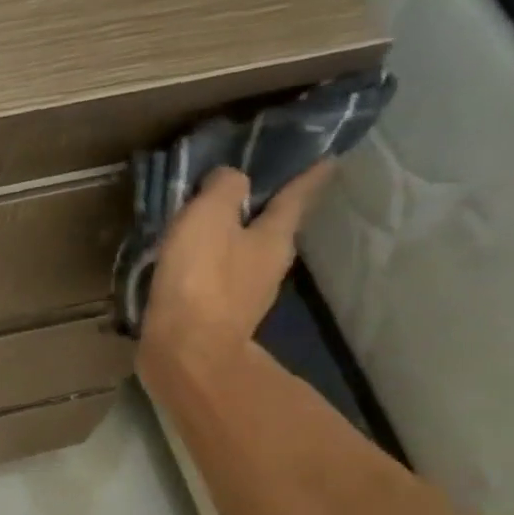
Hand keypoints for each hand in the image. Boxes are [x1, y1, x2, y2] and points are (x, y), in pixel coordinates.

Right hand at [136, 163, 333, 398]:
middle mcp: (268, 269)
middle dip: (260, 214)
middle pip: (269, 231)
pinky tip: (186, 273)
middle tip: (244, 196)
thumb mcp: (209, 217)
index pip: (296, 197)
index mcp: (275, 238)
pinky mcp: (216, 324)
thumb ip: (223, 189)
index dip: (309, 176)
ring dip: (228, 246)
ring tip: (205, 234)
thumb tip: (229, 179)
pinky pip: (214, 287)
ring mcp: (244, 301)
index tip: (329, 160)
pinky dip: (205, 275)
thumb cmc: (201, 280)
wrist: (185, 354)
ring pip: (241, 260)